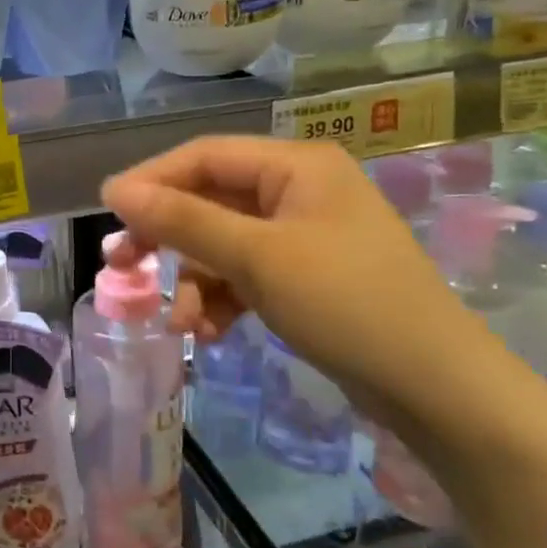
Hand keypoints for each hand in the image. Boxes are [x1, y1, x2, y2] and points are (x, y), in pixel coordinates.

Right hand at [100, 137, 494, 426]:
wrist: (439, 391)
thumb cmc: (348, 305)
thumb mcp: (257, 258)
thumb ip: (183, 220)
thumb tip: (115, 190)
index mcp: (296, 166)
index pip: (203, 156)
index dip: (151, 180)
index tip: (107, 212)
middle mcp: (298, 190)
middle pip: (209, 199)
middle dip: (167, 237)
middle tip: (122, 264)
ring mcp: (304, 235)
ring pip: (222, 243)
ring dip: (195, 280)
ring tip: (182, 323)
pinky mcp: (306, 276)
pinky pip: (245, 274)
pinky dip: (222, 299)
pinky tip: (211, 333)